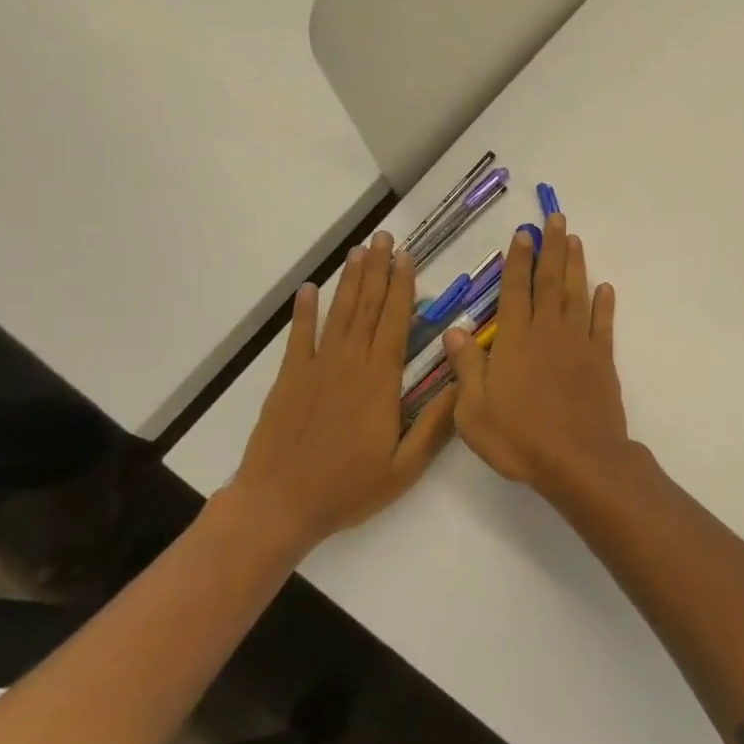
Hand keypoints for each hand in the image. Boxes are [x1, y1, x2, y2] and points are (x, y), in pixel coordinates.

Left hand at [229, 232, 456, 551]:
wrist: (279, 505)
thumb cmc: (348, 488)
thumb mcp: (405, 466)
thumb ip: (435, 424)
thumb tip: (464, 384)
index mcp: (380, 381)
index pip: (395, 322)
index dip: (402, 287)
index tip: (407, 257)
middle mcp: (349, 364)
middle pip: (367, 307)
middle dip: (378, 270)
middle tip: (384, 237)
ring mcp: (316, 368)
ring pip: (338, 314)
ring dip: (350, 281)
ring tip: (358, 251)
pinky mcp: (289, 379)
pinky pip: (299, 337)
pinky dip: (304, 311)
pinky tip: (309, 289)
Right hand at [445, 214, 629, 498]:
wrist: (579, 459)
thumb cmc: (519, 438)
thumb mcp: (473, 410)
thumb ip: (466, 366)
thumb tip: (454, 330)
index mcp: (515, 339)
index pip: (515, 289)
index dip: (518, 259)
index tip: (524, 233)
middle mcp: (548, 331)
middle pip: (550, 281)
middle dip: (552, 247)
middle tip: (556, 219)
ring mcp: (579, 343)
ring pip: (577, 294)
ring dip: (576, 265)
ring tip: (576, 240)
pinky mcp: (602, 360)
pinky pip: (603, 324)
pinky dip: (604, 304)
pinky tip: (605, 288)